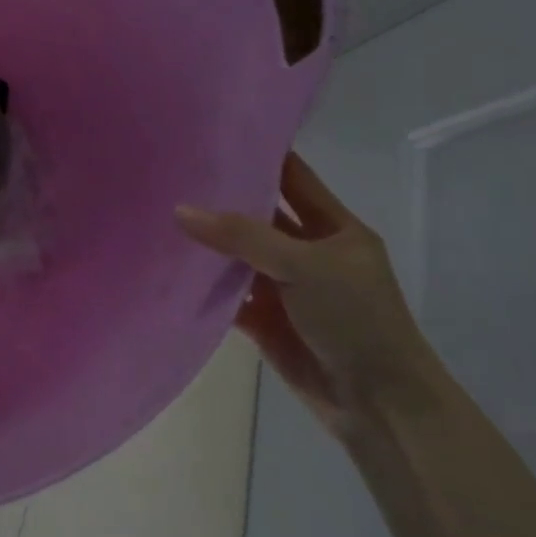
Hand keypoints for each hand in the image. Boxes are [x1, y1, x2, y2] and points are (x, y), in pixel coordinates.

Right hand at [177, 153, 432, 435]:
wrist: (378, 405)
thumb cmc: (355, 319)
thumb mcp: (304, 265)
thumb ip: (242, 236)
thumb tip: (180, 210)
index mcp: (335, 229)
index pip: (293, 176)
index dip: (261, 153)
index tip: (214, 132)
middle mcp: (308, 251)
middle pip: (259, 214)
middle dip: (222, 196)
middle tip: (172, 169)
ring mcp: (285, 286)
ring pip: (238, 253)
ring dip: (207, 241)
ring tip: (157, 208)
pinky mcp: (265, 318)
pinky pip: (227, 293)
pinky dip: (203, 283)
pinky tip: (168, 264)